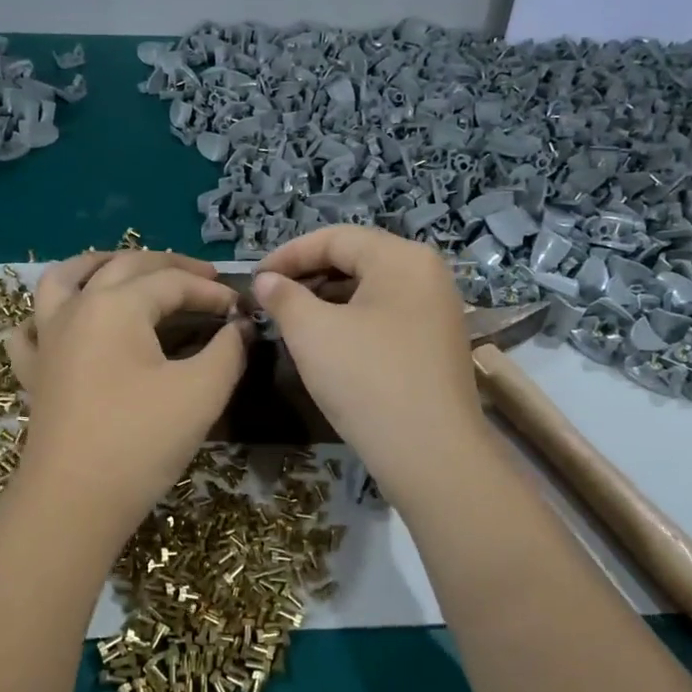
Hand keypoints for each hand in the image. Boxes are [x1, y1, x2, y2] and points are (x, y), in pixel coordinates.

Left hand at [7, 250, 249, 538]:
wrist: (74, 501)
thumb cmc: (141, 440)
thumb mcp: (201, 392)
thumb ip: (228, 350)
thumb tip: (238, 327)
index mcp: (115, 305)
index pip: (172, 282)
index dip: (212, 292)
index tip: (241, 309)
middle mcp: (76, 308)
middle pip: (123, 267)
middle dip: (168, 266)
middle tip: (204, 278)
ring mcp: (47, 339)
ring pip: (64, 279)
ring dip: (98, 265)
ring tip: (122, 267)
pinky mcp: (34, 372)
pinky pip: (30, 330)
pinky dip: (44, 317)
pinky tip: (59, 322)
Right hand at [254, 226, 483, 504]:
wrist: (430, 453)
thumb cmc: (367, 379)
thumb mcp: (312, 332)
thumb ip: (284, 297)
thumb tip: (266, 280)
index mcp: (402, 258)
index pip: (336, 238)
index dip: (289, 254)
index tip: (255, 278)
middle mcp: (427, 275)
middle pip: (356, 260)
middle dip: (308, 276)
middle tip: (271, 300)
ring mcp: (437, 311)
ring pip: (370, 291)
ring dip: (327, 300)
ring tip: (292, 322)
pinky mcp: (436, 344)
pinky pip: (385, 317)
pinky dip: (351, 321)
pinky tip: (326, 344)